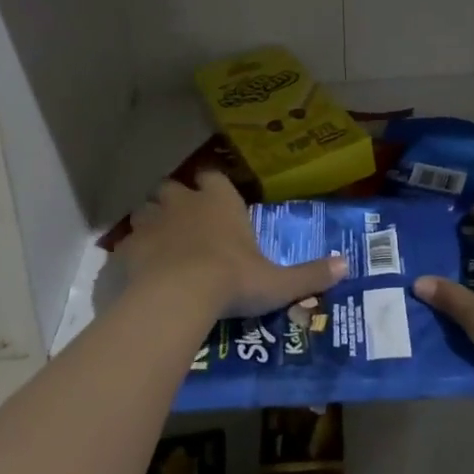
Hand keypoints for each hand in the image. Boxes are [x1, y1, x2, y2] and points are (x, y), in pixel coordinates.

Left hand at [116, 171, 346, 318]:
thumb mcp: (278, 282)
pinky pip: (126, 243)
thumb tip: (347, 265)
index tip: (214, 200)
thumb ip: (310, 273)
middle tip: (184, 225)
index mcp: (220, 200)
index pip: (213, 177)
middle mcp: (185, 201)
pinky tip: (137, 271)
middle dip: (176, 201)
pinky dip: (131, 253)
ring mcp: (153, 221)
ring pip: (146, 210)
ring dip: (151, 222)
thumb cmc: (233, 279)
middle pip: (174, 188)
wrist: (180, 296)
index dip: (212, 187)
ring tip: (159, 245)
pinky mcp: (128, 246)